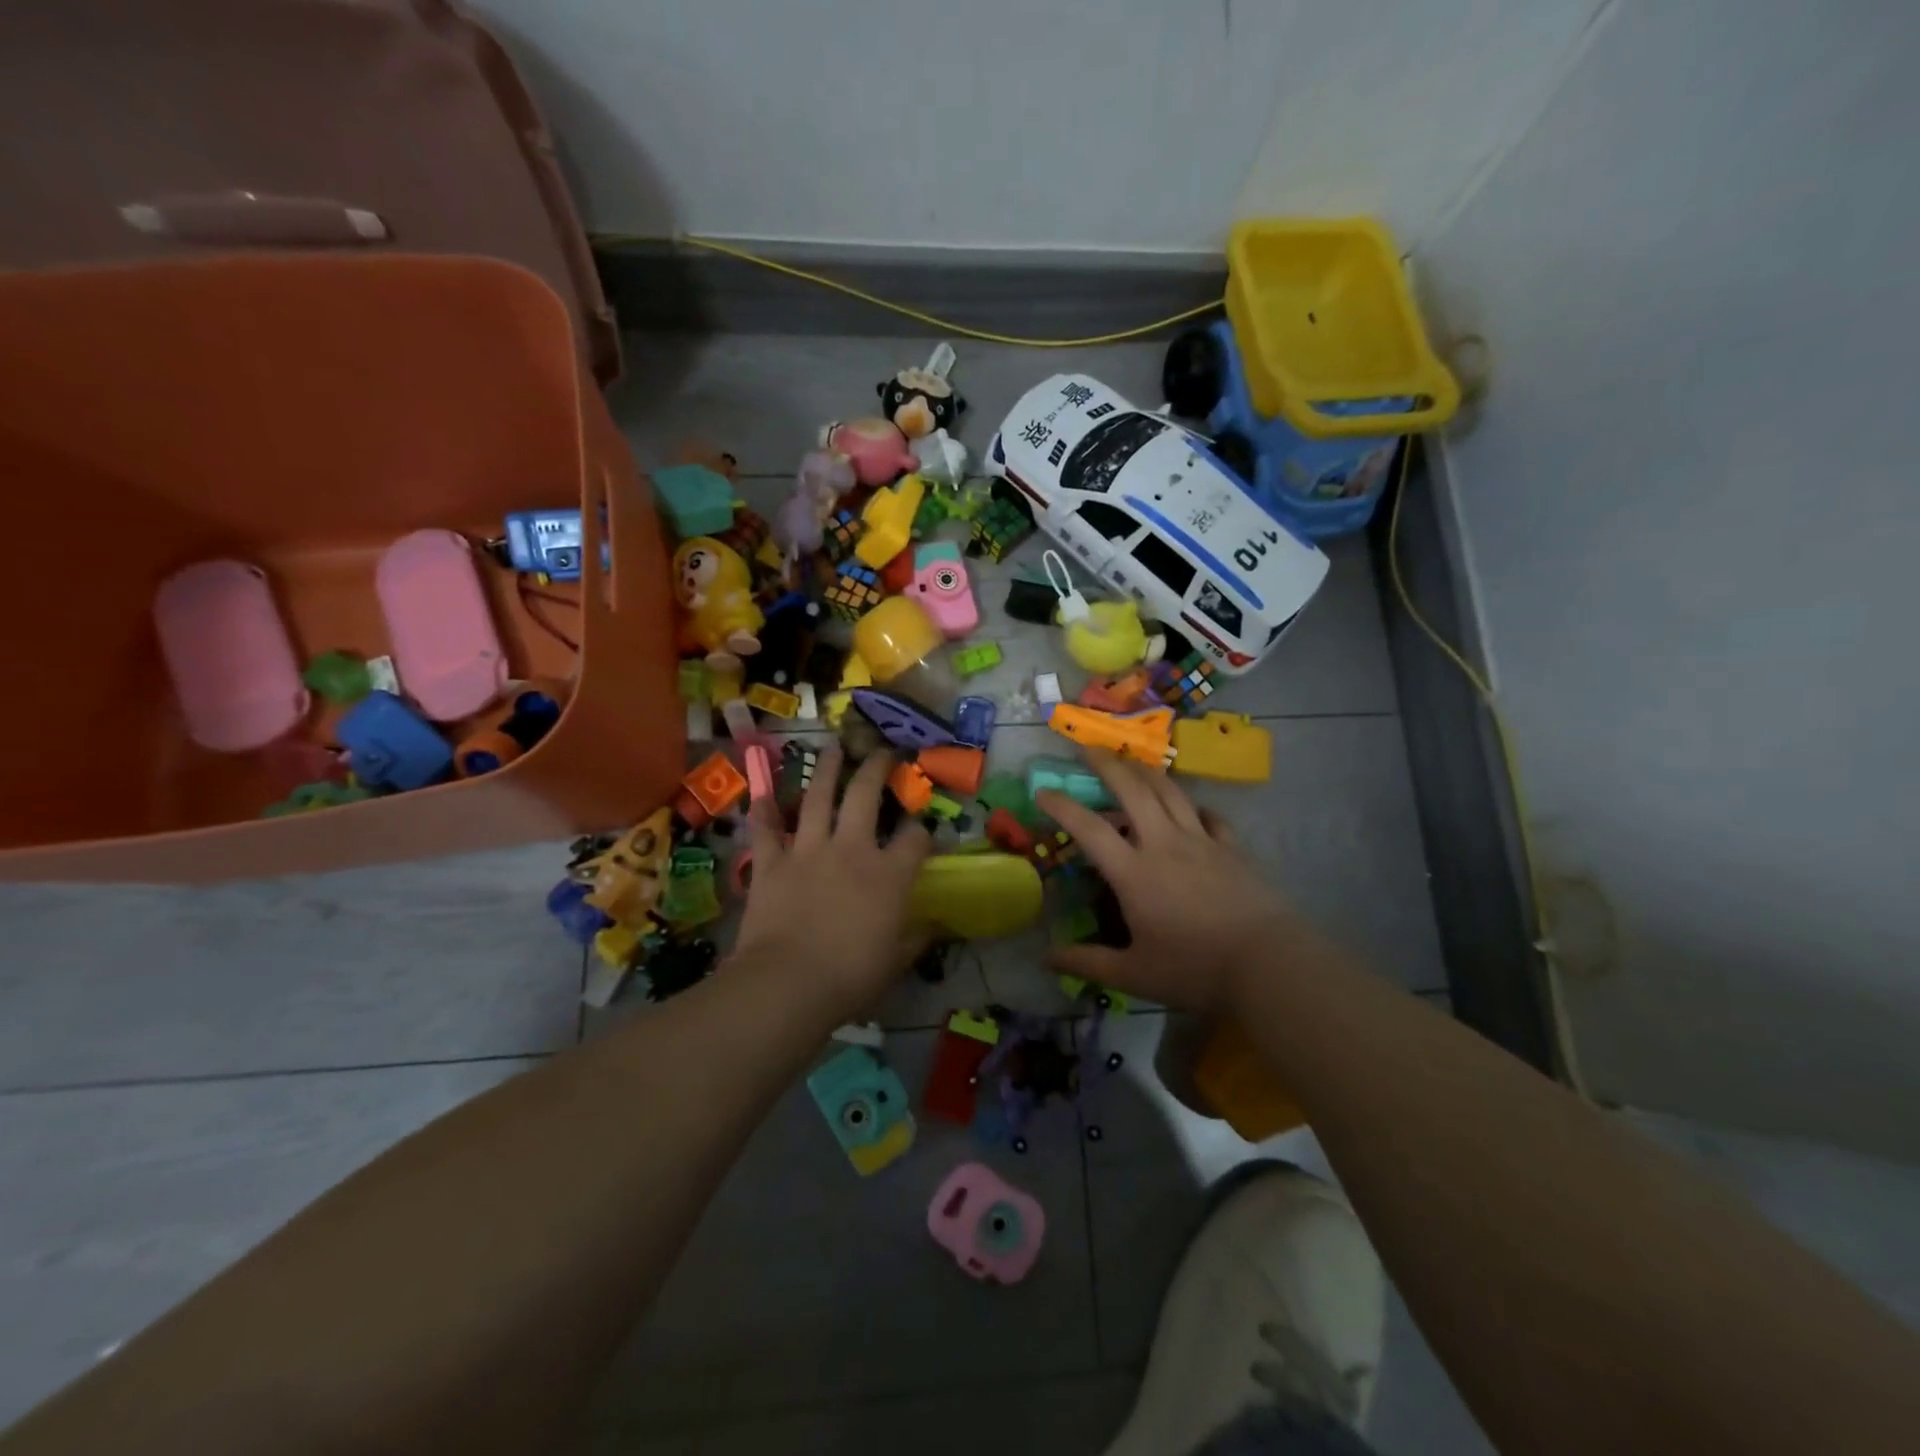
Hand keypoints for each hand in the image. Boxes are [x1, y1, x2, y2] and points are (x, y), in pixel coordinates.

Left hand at [734, 747, 932, 1019]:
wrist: (788, 984)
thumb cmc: (851, 977)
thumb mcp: (896, 962)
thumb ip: (917, 939)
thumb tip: (936, 926)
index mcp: (888, 874)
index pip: (914, 839)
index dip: (922, 830)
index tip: (922, 829)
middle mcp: (851, 849)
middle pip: (865, 795)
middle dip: (876, 768)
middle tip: (881, 750)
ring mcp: (808, 851)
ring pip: (817, 798)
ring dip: (825, 770)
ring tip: (832, 748)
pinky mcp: (771, 863)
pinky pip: (766, 830)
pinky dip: (763, 812)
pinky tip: (763, 793)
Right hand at [1036, 751, 1304, 1013]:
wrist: (1268, 964)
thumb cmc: (1195, 969)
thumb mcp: (1133, 975)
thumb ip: (1087, 963)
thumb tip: (1046, 958)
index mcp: (1134, 872)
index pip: (1089, 829)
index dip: (1062, 807)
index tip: (1042, 792)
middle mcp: (1164, 844)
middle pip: (1132, 790)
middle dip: (1107, 764)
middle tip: (1088, 748)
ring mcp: (1202, 841)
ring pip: (1170, 792)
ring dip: (1146, 772)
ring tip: (1132, 761)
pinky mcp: (1232, 848)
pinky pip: (1209, 815)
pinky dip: (1194, 806)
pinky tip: (1192, 808)